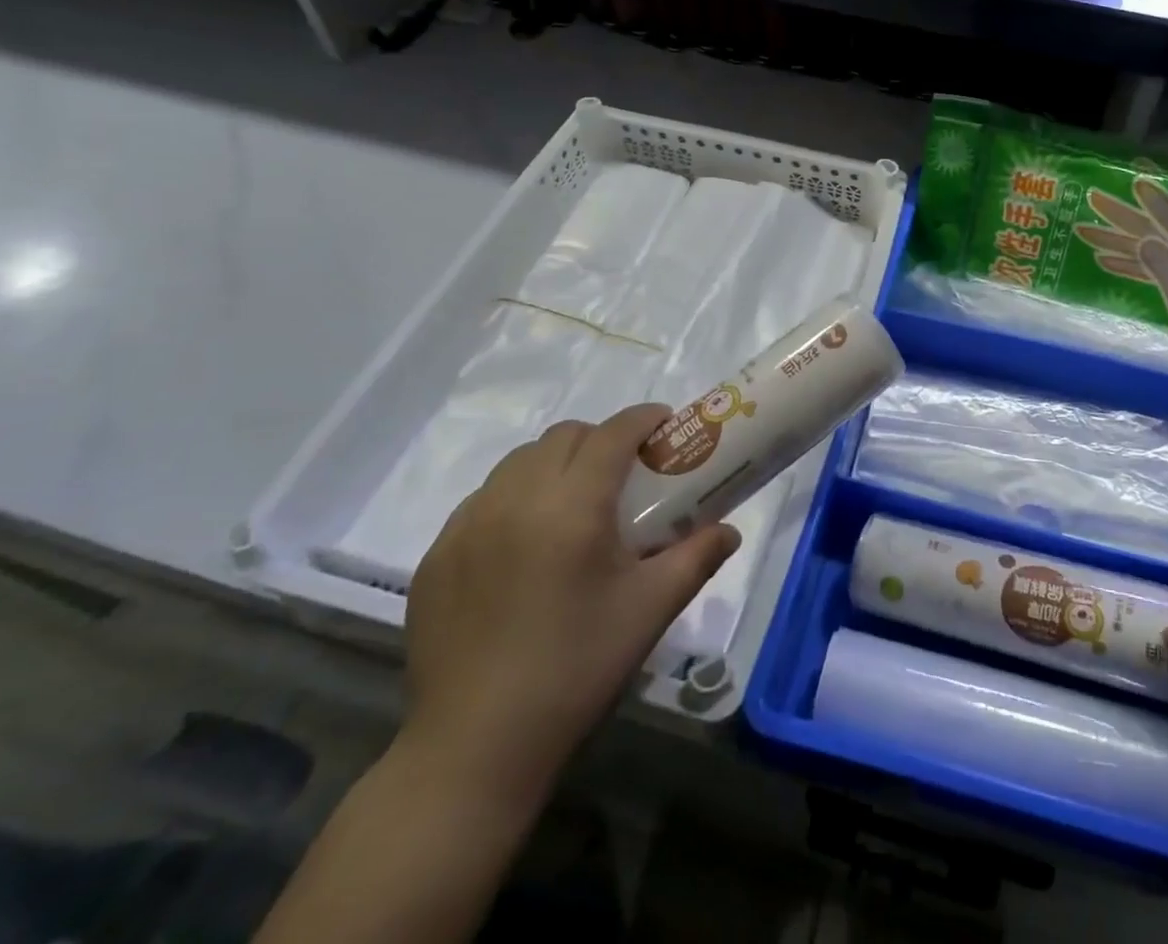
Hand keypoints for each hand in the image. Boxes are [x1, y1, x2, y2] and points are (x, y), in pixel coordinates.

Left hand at [400, 406, 739, 816]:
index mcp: (571, 506)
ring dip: (556, 464)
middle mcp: (515, 499)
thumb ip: (697, 557)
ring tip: (574, 506)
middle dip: (601, 439)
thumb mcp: (650, 609)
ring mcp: (467, 525)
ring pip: (519, 462)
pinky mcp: (437, 555)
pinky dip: (514, 498)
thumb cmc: (577, 669)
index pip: (613, 433)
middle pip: (564, 436)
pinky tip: (526, 544)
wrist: (476, 748)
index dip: (644, 419)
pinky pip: (483, 499)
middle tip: (625, 475)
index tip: (666, 427)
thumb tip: (730, 532)